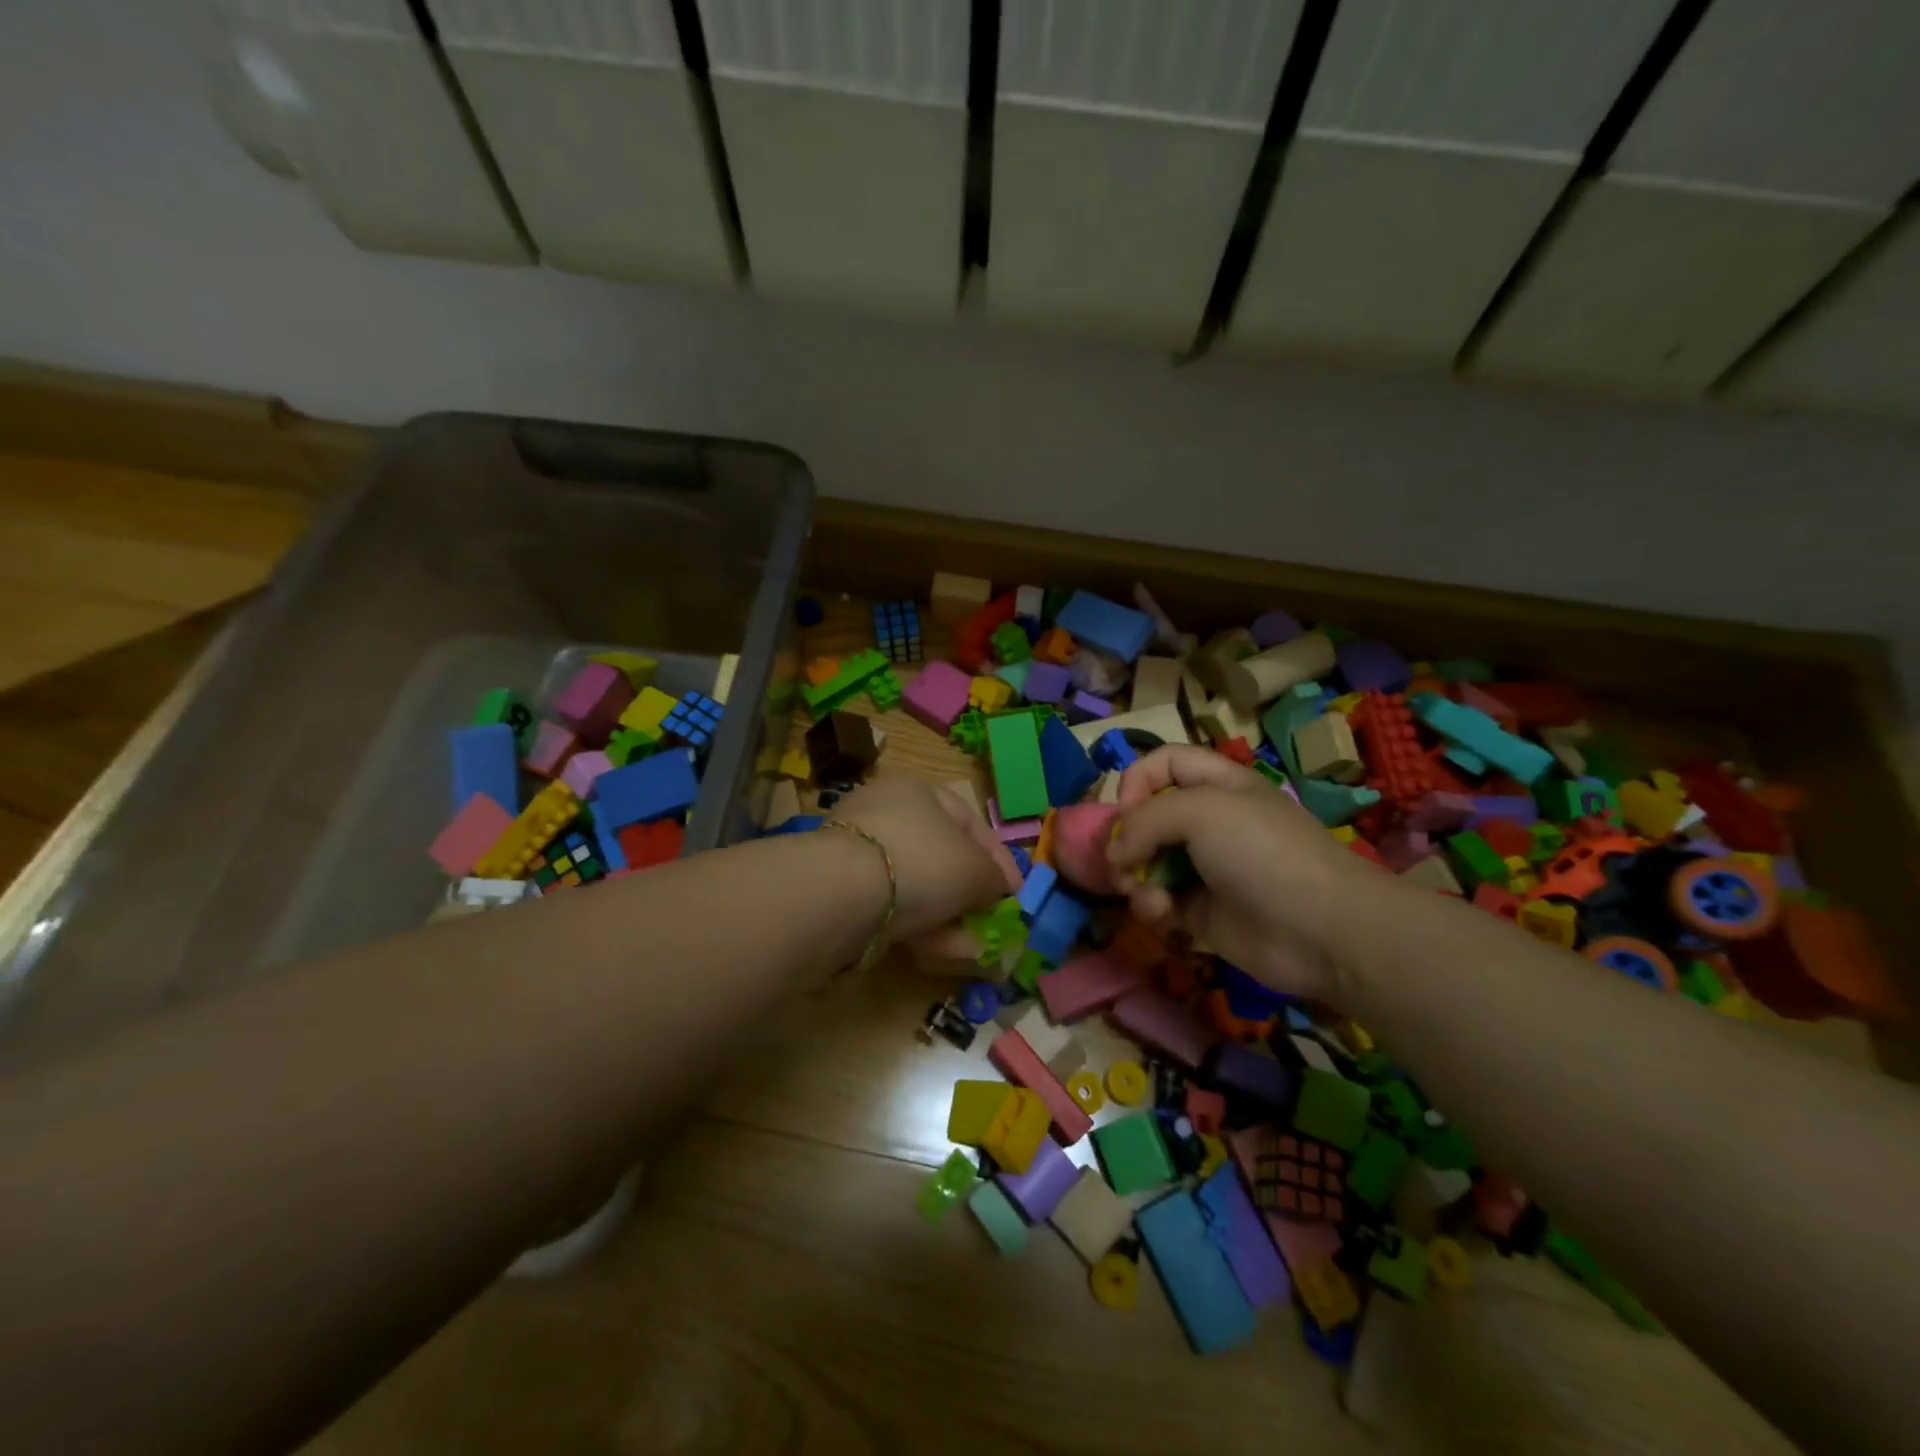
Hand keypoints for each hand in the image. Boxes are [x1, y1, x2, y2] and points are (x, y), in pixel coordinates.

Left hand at [832, 775, 1020, 942]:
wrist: (841, 893)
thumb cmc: (921, 862)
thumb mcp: (974, 869)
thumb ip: (993, 878)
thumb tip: (996, 889)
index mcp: (917, 791)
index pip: (969, 821)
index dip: (998, 858)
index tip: (1015, 893)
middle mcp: (885, 812)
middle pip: (941, 857)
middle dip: (969, 895)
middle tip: (988, 924)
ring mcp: (858, 851)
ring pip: (916, 887)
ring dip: (945, 920)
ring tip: (967, 951)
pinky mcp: (839, 889)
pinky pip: (889, 907)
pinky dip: (914, 928)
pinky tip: (932, 954)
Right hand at [1105, 746, 1379, 998]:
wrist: (1320, 930)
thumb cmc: (1262, 852)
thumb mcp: (1201, 810)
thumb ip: (1144, 819)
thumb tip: (1115, 852)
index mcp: (1219, 786)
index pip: (1165, 763)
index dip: (1138, 779)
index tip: (1125, 809)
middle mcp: (1210, 823)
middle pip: (1148, 816)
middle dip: (1126, 837)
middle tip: (1120, 860)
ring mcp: (1205, 869)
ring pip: (1147, 862)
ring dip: (1135, 877)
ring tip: (1141, 892)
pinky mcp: (1201, 912)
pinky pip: (1159, 901)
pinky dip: (1153, 906)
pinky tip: (1163, 915)